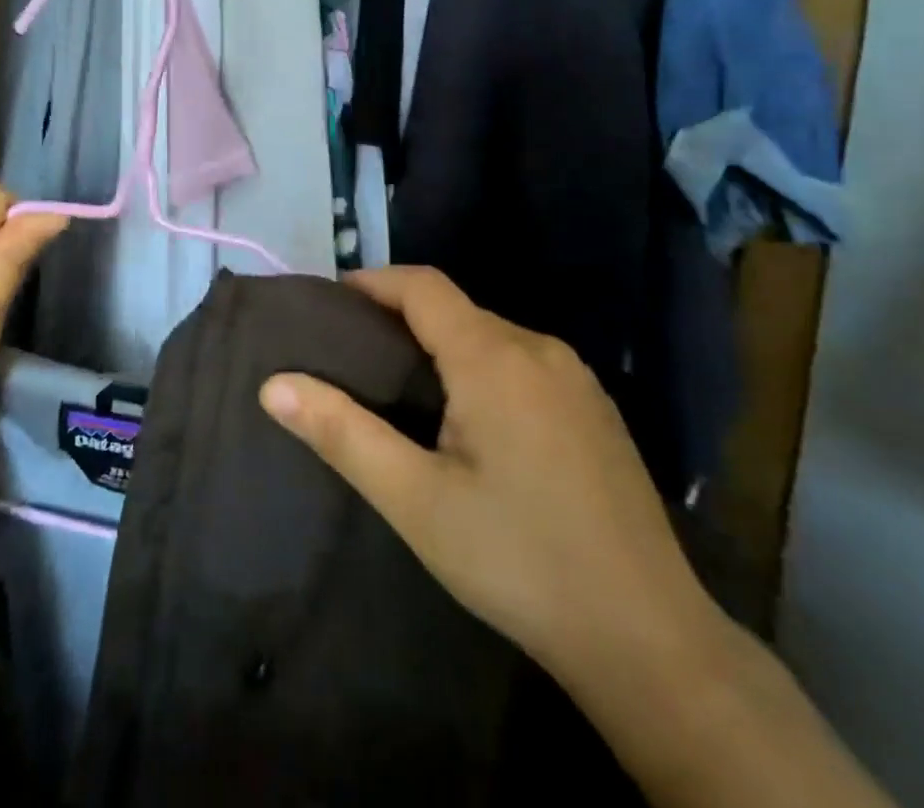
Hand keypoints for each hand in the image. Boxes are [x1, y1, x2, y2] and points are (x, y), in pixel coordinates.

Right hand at [259, 266, 722, 694]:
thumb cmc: (519, 560)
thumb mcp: (416, 501)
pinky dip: (480, 368)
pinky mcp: (596, 411)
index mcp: (494, 357)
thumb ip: (342, 434)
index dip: (372, 283)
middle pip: (456, 309)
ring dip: (441, 346)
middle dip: (400, 319)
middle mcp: (539, 349)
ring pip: (490, 336)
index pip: (422, 286)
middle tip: (355, 358)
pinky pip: (522, 362)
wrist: (651, 641)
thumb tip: (273, 385)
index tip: (330, 304)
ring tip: (400, 390)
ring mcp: (576, 379)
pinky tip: (468, 421)